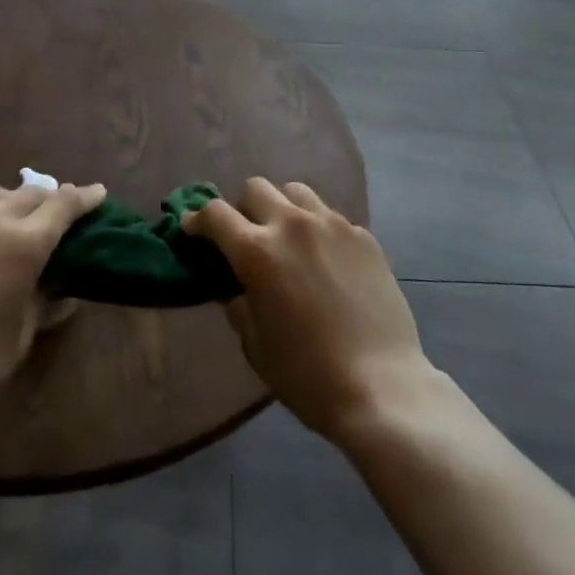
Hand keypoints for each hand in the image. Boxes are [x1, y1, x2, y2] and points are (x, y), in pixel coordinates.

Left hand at [0, 181, 105, 419]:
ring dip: (7, 202)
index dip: (84, 196)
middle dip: (47, 198)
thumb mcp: (21, 335)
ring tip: (8, 218)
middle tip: (55, 210)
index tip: (97, 192)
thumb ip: (44, 301)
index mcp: (22, 244)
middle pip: (27, 192)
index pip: (63, 205)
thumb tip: (60, 288)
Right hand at [183, 177, 438, 446]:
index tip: (192, 228)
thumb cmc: (307, 375)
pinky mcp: (364, 235)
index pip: (216, 214)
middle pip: (256, 188)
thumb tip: (233, 284)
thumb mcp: (255, 345)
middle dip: (242, 208)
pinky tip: (326, 261)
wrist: (381, 386)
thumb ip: (238, 303)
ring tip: (288, 239)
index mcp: (257, 252)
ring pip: (296, 192)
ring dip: (282, 208)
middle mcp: (292, 225)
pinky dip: (318, 229)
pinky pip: (331, 217)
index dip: (198, 219)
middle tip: (246, 237)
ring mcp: (333, 225)